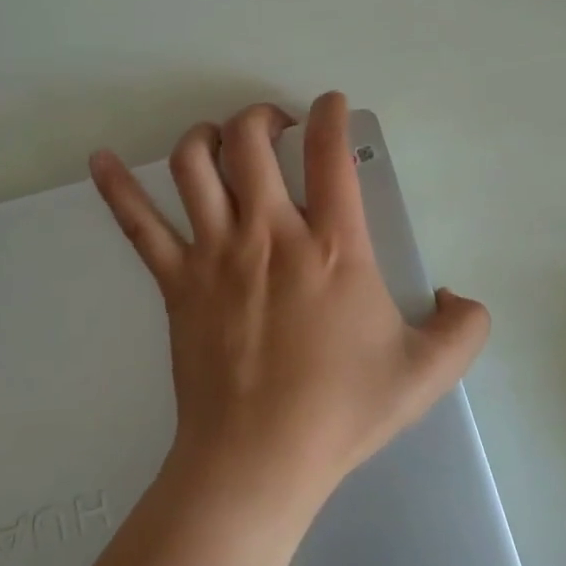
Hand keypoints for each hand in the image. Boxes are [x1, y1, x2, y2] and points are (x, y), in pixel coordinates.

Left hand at [88, 93, 491, 517]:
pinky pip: (138, 223)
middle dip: (263, 117)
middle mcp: (270, 234)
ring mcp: (215, 254)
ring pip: (193, 165)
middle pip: (250, 141)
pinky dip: (116, 188)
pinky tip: (99, 161)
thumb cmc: (341, 411)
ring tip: (220, 140)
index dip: (331, 114)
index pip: (330, 153)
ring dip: (205, 136)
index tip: (332, 105)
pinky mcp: (175, 283)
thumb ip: (465, 328)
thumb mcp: (428, 372)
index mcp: (334, 247)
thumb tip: (456, 296)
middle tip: (277, 127)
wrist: (259, 460)